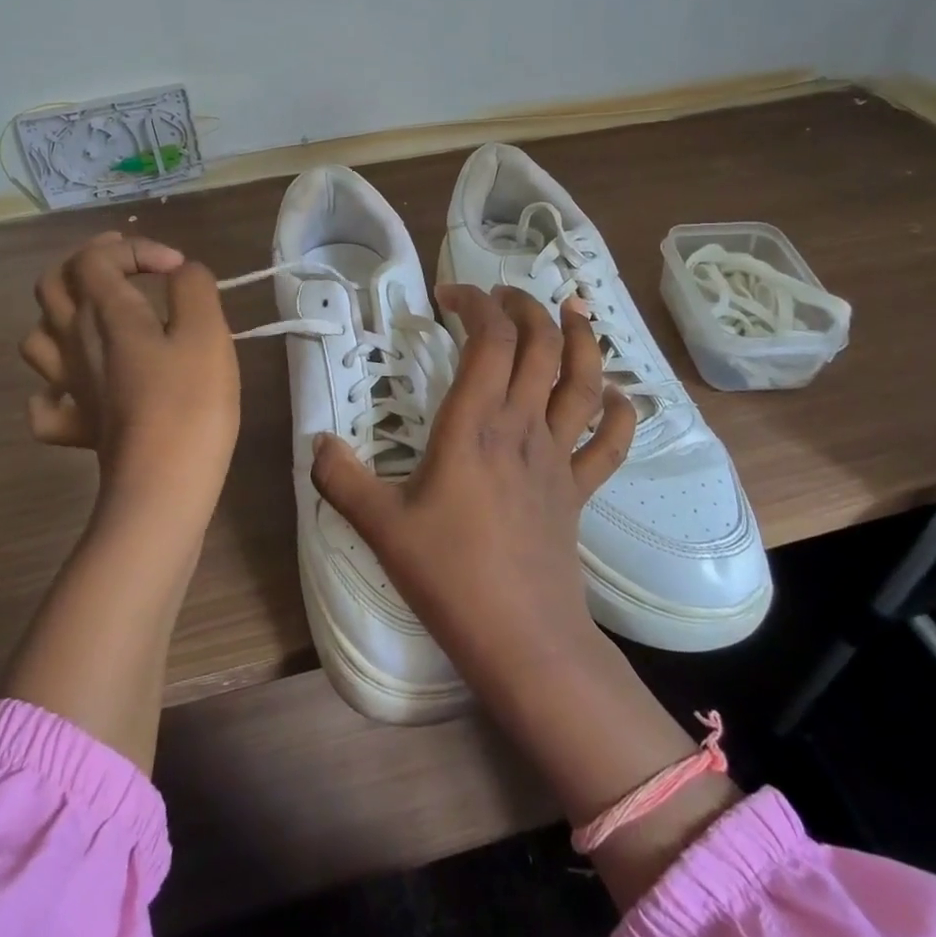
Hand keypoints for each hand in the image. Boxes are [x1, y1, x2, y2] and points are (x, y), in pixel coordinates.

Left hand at [20, 232, 240, 521]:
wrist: (163, 485)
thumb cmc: (190, 402)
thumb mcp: (207, 332)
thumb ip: (194, 288)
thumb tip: (181, 274)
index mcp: (105, 312)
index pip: (96, 256)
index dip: (134, 248)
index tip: (177, 270)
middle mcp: (75, 341)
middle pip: (53, 285)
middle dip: (87, 263)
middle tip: (124, 266)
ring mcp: (69, 386)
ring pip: (38, 337)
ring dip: (63, 317)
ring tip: (100, 319)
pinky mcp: (75, 426)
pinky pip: (46, 401)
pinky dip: (55, 388)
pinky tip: (80, 389)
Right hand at [313, 285, 735, 905]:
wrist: (523, 641)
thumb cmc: (450, 577)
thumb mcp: (381, 526)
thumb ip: (341, 479)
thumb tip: (314, 442)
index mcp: (475, 425)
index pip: (490, 339)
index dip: (476, 304)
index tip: (449, 296)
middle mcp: (522, 427)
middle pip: (541, 346)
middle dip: (525, 307)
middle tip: (501, 295)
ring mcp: (557, 458)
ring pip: (583, 382)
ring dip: (582, 340)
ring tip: (574, 311)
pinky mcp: (578, 490)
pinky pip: (610, 445)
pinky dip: (620, 414)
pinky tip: (618, 395)